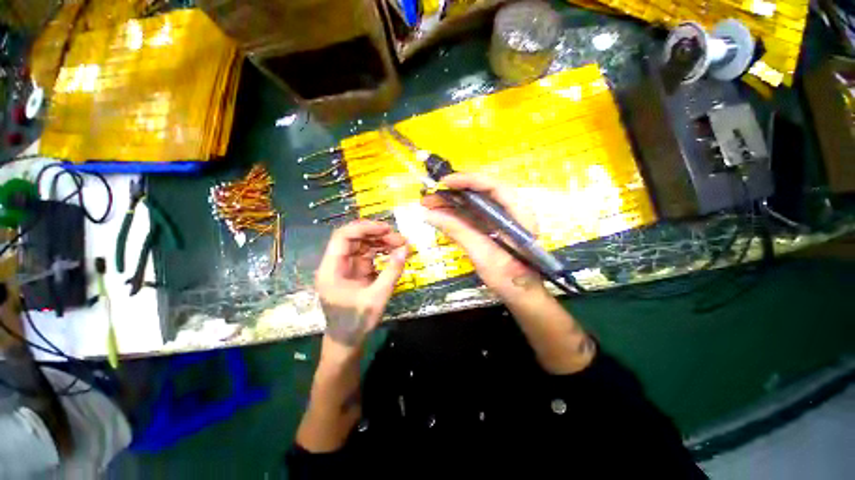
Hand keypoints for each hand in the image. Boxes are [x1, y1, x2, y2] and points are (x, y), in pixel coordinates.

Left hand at [315, 220, 408, 353]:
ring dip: (382, 243)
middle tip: (400, 239)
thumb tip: (406, 248)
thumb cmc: (356, 323)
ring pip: (363, 245)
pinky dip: (382, 252)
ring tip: (402, 245)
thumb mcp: (377, 298)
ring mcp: (346, 267)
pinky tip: (395, 253)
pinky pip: (369, 255)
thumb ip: (392, 272)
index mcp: (331, 269)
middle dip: (378, 235)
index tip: (387, 229)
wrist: (347, 343)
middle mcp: (336, 264)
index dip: (364, 228)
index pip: (343, 237)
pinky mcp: (356, 272)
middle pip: (355, 239)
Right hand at [421, 173, 543, 298]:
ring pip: (474, 205)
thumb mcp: (483, 255)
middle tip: (428, 198)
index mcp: (518, 213)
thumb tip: (430, 215)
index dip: (468, 181)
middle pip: (480, 193)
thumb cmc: (509, 277)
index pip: (493, 186)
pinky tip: (440, 218)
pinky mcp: (493, 228)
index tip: (444, 183)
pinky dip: (456, 217)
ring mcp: (501, 220)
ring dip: (451, 205)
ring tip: (428, 207)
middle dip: (453, 194)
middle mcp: (511, 211)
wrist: (522, 294)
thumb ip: (459, 231)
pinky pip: (473, 217)